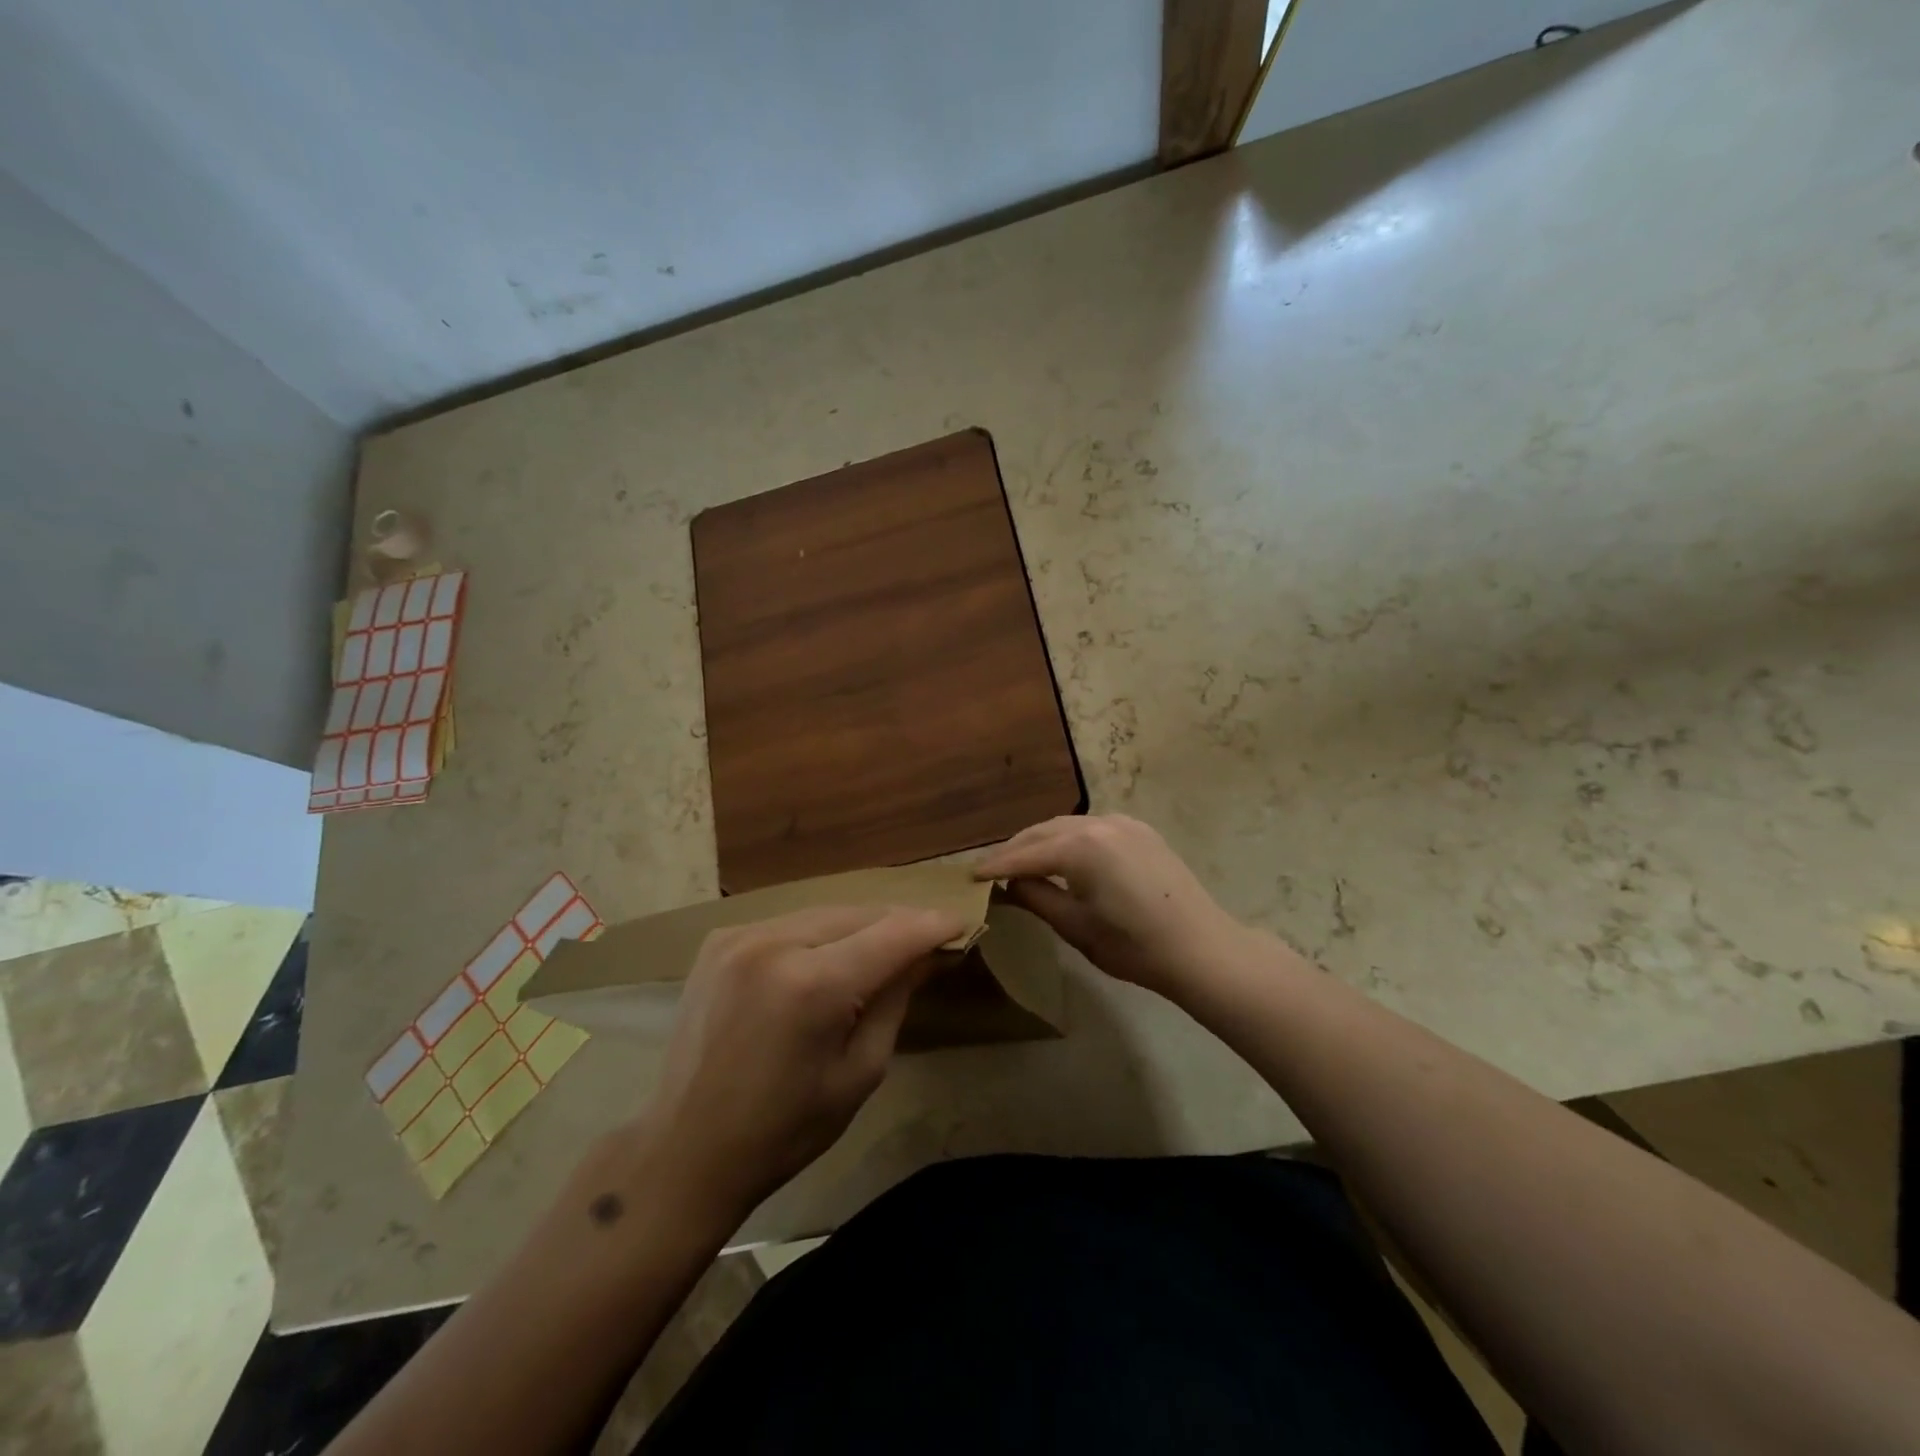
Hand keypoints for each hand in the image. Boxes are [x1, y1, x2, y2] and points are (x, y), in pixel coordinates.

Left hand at [639, 904, 964, 1222]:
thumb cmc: (784, 1130)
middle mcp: (774, 943)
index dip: (932, 925)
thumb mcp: (860, 1072)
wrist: (686, 1150)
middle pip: (858, 914)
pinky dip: (819, 933)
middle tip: (928, 938)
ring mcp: (740, 936)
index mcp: (812, 985)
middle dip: (897, 923)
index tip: (962, 921)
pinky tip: (831, 955)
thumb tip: (927, 954)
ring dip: (859, 926)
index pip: (892, 934)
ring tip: (885, 946)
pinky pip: (789, 923)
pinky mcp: (719, 941)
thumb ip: (896, 1000)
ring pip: (824, 913)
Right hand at [974, 814, 1247, 1002]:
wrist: (1201, 949)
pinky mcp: (1140, 830)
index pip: (1025, 855)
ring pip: (1067, 825)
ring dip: (1041, 841)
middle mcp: (1099, 823)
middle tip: (990, 869)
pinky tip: (1062, 855)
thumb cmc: (1133, 946)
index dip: (995, 867)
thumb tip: (1009, 884)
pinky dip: (1069, 838)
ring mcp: (1123, 823)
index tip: (969, 876)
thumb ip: (1036, 898)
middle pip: (1043, 831)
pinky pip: (1092, 827)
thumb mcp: (1075, 927)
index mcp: (1080, 847)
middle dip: (1015, 849)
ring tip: (1021, 862)